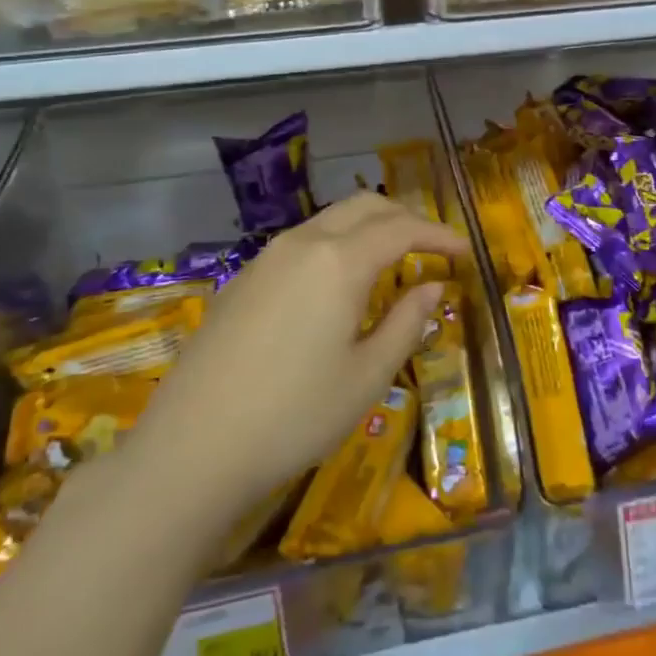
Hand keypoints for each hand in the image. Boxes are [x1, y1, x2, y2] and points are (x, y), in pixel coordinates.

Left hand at [125, 192, 466, 523]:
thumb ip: (405, 323)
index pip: (401, 228)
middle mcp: (302, 243)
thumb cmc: (293, 415)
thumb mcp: (366, 377)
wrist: (191, 448)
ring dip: (367, 228)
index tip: (465, 252)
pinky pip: (300, 243)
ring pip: (329, 220)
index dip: (438, 236)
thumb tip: (431, 288)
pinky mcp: (241, 280)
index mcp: (339, 260)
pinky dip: (334, 246)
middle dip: (404, 218)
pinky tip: (336, 285)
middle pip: (364, 206)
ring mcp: (265, 258)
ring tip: (390, 262)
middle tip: (431, 248)